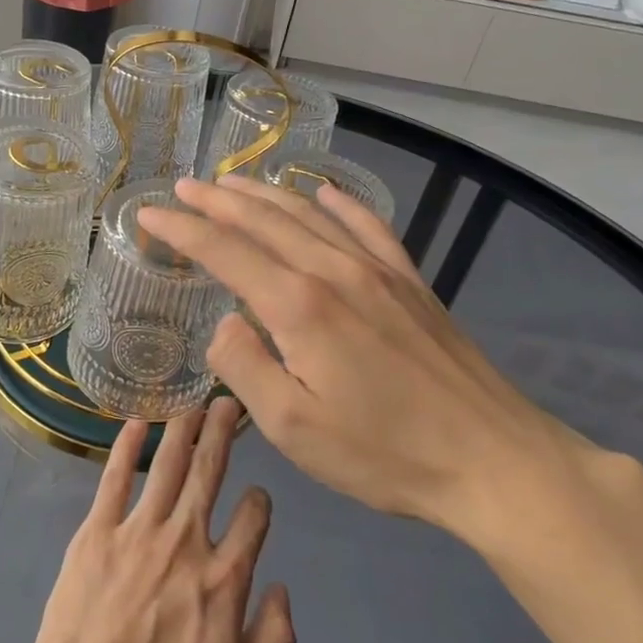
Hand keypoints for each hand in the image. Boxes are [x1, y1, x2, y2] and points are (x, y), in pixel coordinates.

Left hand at [29, 398, 295, 642]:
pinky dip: (126, 446)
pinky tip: (136, 422)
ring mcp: (139, 531)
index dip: (260, 502)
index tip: (258, 496)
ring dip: (183, 429)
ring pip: (167, 465)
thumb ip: (272, 641)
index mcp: (224, 579)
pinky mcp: (97, 531)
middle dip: (222, 433)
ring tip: (193, 403)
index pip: (254, 520)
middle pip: (210, 473)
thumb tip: (281, 589)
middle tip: (228, 403)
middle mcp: (186, 541)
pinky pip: (115, 477)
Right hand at [136, 175, 598, 545]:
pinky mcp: (410, 283)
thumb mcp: (293, 428)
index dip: (182, 230)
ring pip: (309, 215)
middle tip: (182, 187)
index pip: (225, 251)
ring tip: (232, 182)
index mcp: (299, 306)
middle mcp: (334, 271)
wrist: (494, 460)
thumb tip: (226, 323)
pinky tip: (326, 191)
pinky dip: (340, 202)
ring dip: (265, 194)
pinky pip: (368, 226)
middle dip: (216, 200)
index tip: (149, 215)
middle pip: (264, 221)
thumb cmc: (384, 452)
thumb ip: (245, 367)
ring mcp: (377, 271)